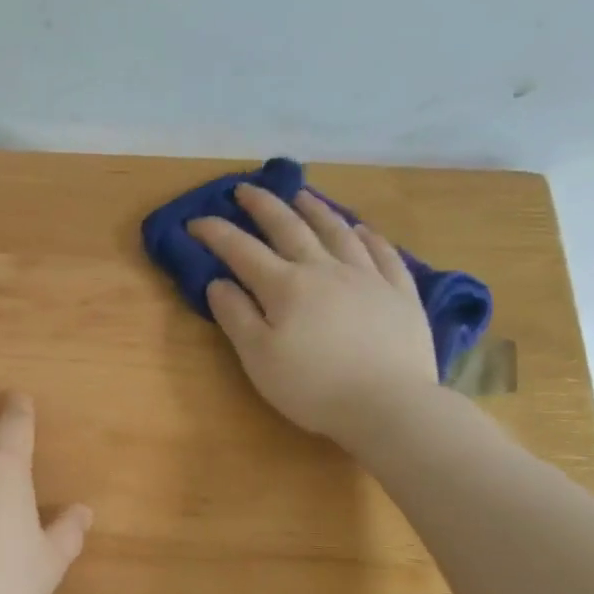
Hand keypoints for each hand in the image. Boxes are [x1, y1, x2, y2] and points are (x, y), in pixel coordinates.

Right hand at [188, 184, 438, 447]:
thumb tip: (218, 283)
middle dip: (263, 206)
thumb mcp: (259, 357)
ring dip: (315, 209)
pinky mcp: (399, 293)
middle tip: (246, 189)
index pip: (241, 250)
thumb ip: (236, 316)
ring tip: (301, 195)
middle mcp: (324, 269)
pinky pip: (383, 253)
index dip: (215, 233)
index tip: (194, 222)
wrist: (390, 404)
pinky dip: (367, 236)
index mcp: (285, 286)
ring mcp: (367, 277)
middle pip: (290, 227)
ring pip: (337, 231)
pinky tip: (361, 228)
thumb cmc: (312, 386)